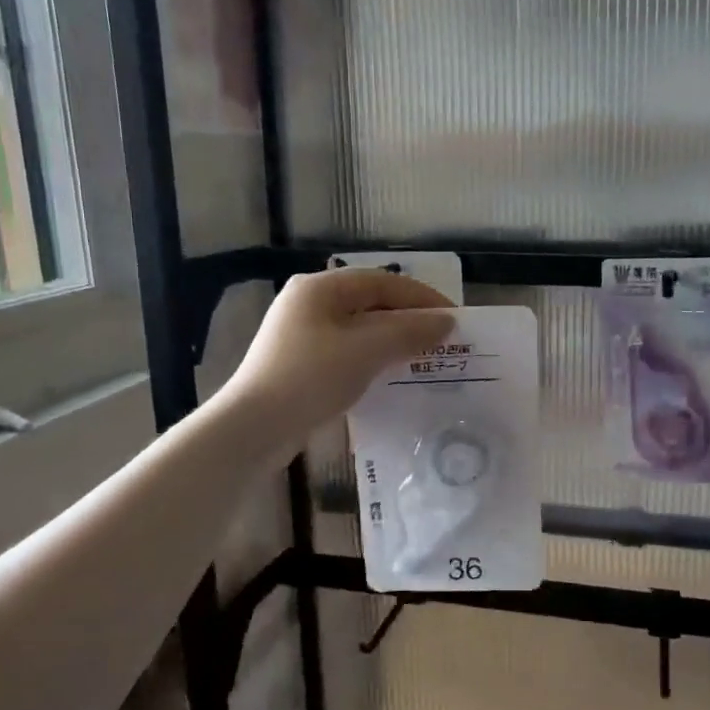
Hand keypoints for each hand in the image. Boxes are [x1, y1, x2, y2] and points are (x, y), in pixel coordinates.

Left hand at [220, 268, 454, 451]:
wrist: (254, 428)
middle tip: (443, 340)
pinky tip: (392, 375)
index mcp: (320, 288)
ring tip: (425, 358)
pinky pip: (348, 351)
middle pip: (371, 303)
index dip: (422, 297)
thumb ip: (409, 331)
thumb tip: (446, 322)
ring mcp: (302, 334)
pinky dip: (374, 358)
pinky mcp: (301, 363)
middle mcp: (309, 303)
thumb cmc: (311, 378)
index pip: (383, 281)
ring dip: (393, 340)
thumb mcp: (366, 350)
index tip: (455, 318)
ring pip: (360, 329)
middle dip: (409, 320)